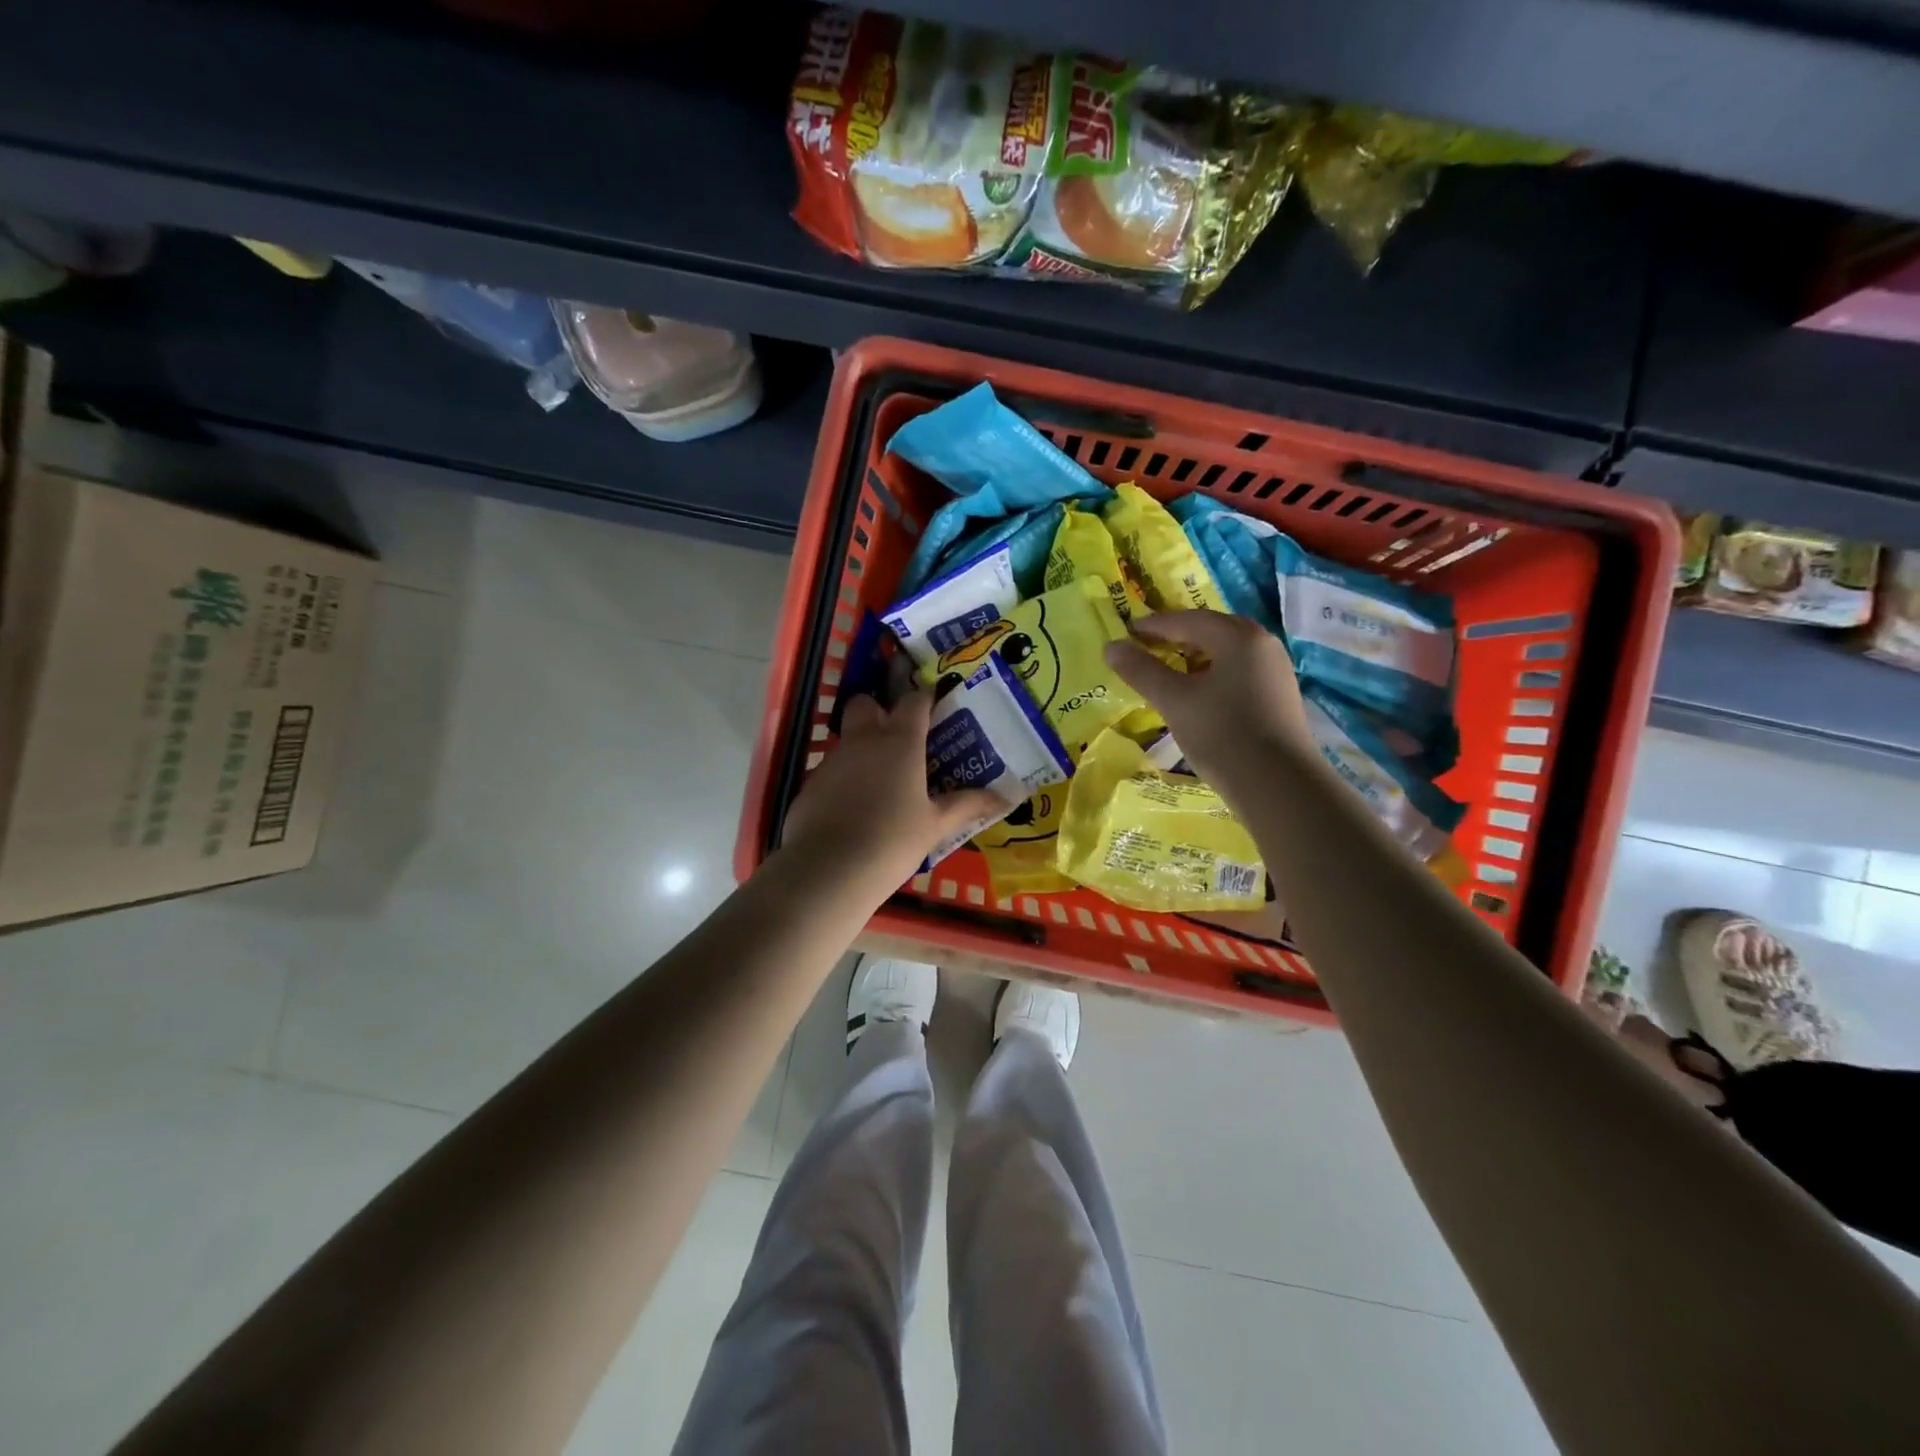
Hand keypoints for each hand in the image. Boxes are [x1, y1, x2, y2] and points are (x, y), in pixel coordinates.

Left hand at [780, 689, 1000, 894]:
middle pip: (865, 704)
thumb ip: (967, 806)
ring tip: (880, 784)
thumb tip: (1003, 798)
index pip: (914, 701)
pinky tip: (853, 811)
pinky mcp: (810, 784)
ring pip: (847, 740)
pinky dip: (844, 781)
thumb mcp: (935, 826)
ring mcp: (832, 760)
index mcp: (899, 741)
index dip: (925, 700)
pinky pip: (831, 772)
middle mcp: (862, 740)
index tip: (935, 708)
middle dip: (878, 711)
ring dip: (862, 750)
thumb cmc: (893, 840)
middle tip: (897, 739)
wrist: (829, 869)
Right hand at [1104, 609, 1310, 791]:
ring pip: (1226, 653)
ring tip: (1167, 669)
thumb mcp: (1174, 701)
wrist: (1279, 785)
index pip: (1188, 620)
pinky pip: (1237, 672)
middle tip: (1146, 646)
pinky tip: (1197, 694)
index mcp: (1238, 637)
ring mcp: (1274, 671)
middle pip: (1211, 631)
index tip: (1127, 632)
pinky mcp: (1277, 697)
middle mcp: (1262, 644)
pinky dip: (1212, 674)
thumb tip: (1111, 646)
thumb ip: (1141, 671)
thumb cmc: (1222, 734)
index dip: (1154, 625)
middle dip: (1177, 636)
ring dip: (1194, 656)